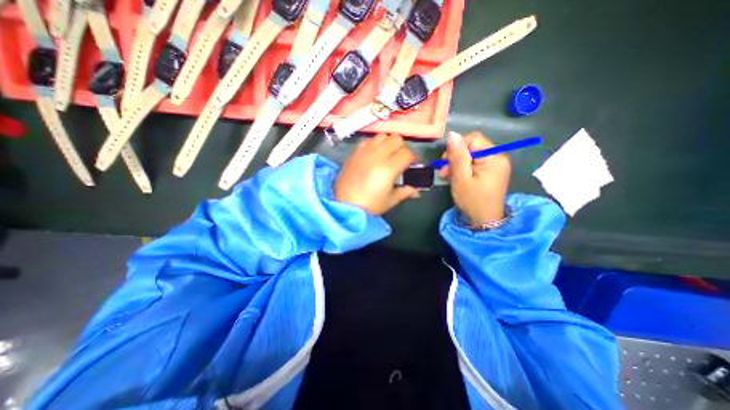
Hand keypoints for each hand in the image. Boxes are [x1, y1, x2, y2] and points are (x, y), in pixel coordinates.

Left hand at [333, 134, 419, 216]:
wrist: (343, 205)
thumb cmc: (369, 205)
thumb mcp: (390, 201)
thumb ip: (405, 192)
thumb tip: (417, 191)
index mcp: (388, 168)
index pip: (407, 153)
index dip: (412, 159)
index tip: (411, 165)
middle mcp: (377, 155)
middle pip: (396, 139)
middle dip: (401, 148)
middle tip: (399, 159)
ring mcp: (364, 152)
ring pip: (382, 136)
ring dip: (388, 143)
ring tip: (386, 155)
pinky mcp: (354, 152)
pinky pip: (368, 140)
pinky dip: (374, 144)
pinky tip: (372, 155)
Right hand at [435, 132, 508, 223]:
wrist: (485, 221)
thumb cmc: (473, 201)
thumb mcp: (461, 178)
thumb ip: (457, 156)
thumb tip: (453, 134)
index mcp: (493, 157)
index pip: (473, 138)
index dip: (456, 147)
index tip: (445, 162)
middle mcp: (498, 157)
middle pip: (472, 147)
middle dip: (455, 157)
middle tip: (443, 172)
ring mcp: (496, 164)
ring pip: (471, 155)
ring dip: (456, 164)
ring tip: (447, 177)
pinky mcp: (491, 171)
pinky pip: (474, 163)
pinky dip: (463, 169)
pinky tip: (456, 178)